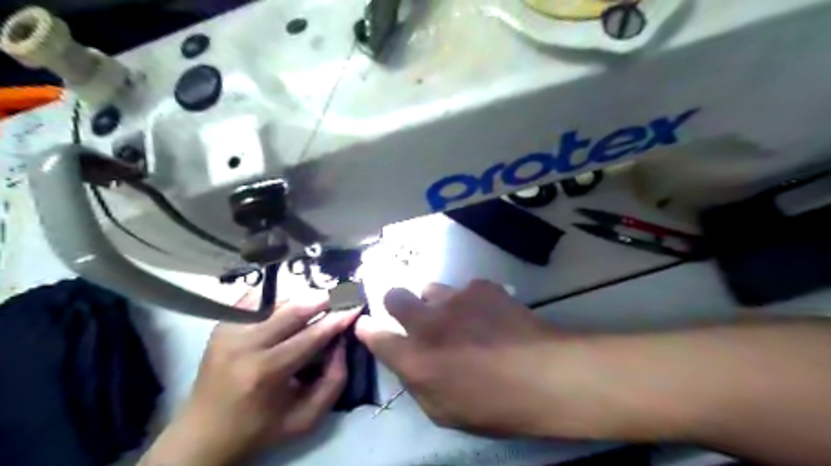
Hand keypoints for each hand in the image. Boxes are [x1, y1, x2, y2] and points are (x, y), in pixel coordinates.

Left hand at [141, 294, 359, 465]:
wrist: (204, 433)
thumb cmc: (261, 428)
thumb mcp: (307, 417)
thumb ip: (334, 380)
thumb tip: (342, 341)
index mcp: (266, 372)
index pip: (312, 335)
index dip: (338, 318)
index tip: (357, 305)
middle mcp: (245, 345)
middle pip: (294, 309)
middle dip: (324, 298)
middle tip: (344, 293)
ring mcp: (229, 331)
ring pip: (277, 300)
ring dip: (303, 298)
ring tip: (320, 301)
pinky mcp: (221, 325)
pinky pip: (256, 299)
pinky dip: (278, 297)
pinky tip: (291, 302)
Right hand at [353, 280, 560, 435]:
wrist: (544, 375)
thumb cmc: (494, 406)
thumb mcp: (445, 412)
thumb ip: (417, 384)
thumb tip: (407, 362)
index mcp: (415, 360)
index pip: (376, 337)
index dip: (368, 329)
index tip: (367, 325)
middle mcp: (428, 323)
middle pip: (394, 296)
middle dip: (396, 302)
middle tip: (413, 314)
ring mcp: (454, 300)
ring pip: (431, 289)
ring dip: (437, 303)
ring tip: (461, 317)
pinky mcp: (480, 287)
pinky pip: (465, 289)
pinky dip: (471, 301)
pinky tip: (490, 315)